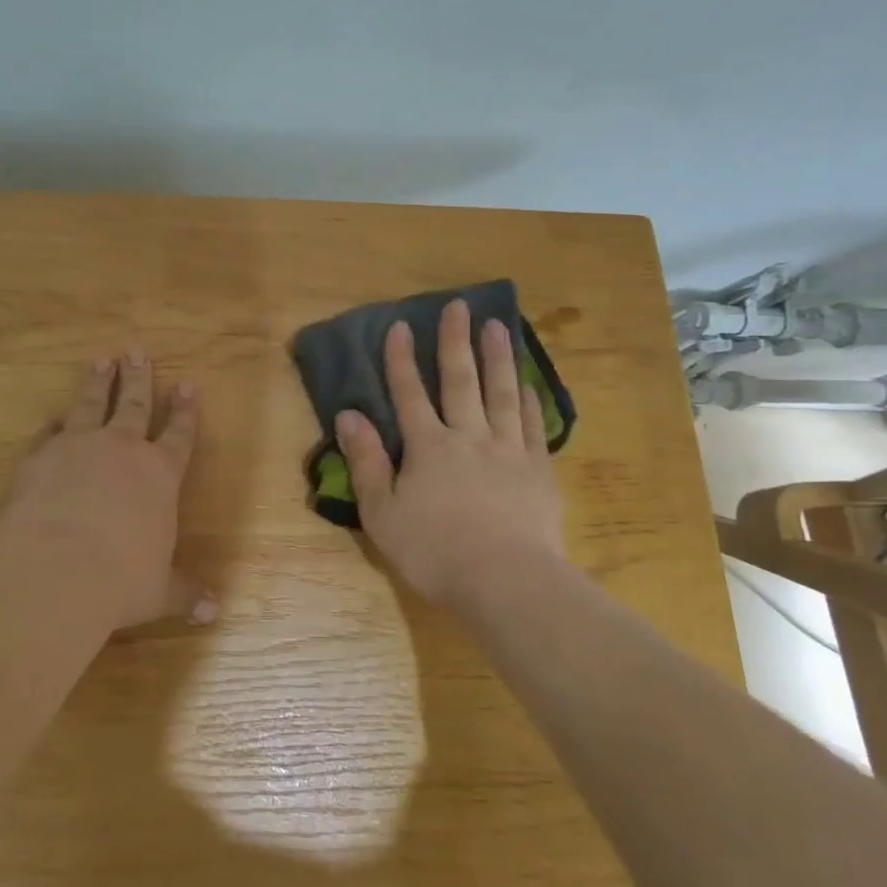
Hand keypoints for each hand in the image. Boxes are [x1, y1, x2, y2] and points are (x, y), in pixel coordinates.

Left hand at [0, 350, 214, 634]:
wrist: (54, 571)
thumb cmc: (120, 581)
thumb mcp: (159, 591)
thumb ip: (185, 593)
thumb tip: (214, 612)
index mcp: (159, 474)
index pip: (179, 434)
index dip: (185, 410)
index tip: (188, 385)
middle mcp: (121, 450)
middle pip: (134, 404)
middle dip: (139, 378)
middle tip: (137, 352)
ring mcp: (78, 447)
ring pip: (91, 403)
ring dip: (98, 382)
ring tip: (101, 360)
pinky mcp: (39, 457)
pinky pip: (49, 433)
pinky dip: (54, 425)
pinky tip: (53, 418)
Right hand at [336, 300, 565, 609]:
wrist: (505, 580)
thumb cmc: (434, 550)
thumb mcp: (383, 512)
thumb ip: (366, 461)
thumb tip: (348, 415)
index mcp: (428, 446)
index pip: (409, 393)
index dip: (401, 359)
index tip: (400, 325)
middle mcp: (468, 436)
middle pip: (460, 381)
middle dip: (455, 342)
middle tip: (458, 306)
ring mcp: (507, 450)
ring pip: (501, 394)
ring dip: (497, 358)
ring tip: (497, 326)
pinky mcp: (537, 470)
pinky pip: (533, 427)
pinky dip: (529, 402)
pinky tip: (527, 384)